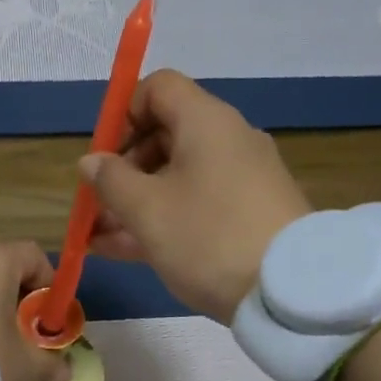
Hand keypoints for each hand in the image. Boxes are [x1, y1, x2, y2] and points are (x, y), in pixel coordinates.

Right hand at [81, 71, 311, 319]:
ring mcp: (241, 180)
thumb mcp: (147, 210)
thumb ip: (111, 180)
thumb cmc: (208, 237)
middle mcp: (227, 141)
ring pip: (176, 177)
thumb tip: (92, 161)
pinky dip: (161, 219)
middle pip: (164, 136)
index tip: (103, 155)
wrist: (288, 292)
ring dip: (134, 202)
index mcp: (206, 122)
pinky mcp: (248, 215)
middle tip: (98, 204)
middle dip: (123, 169)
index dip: (122, 114)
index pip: (158, 88)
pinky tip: (122, 250)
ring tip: (97, 237)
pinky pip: (195, 205)